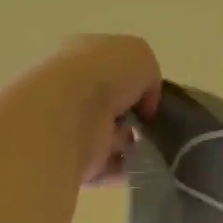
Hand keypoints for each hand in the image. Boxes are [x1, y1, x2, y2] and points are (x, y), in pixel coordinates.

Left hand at [34, 35, 162, 184]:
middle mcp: (72, 89)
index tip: (153, 99)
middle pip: (112, 105)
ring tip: (147, 145)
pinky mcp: (71, 157)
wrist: (69, 114)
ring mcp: (69, 124)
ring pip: (110, 136)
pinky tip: (139, 163)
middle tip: (150, 124)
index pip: (113, 69)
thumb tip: (145, 105)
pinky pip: (105, 165)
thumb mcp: (141, 56)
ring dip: (129, 142)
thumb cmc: (104, 75)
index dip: (138, 83)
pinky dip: (124, 166)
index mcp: (83, 56)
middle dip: (134, 117)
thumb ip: (149, 77)